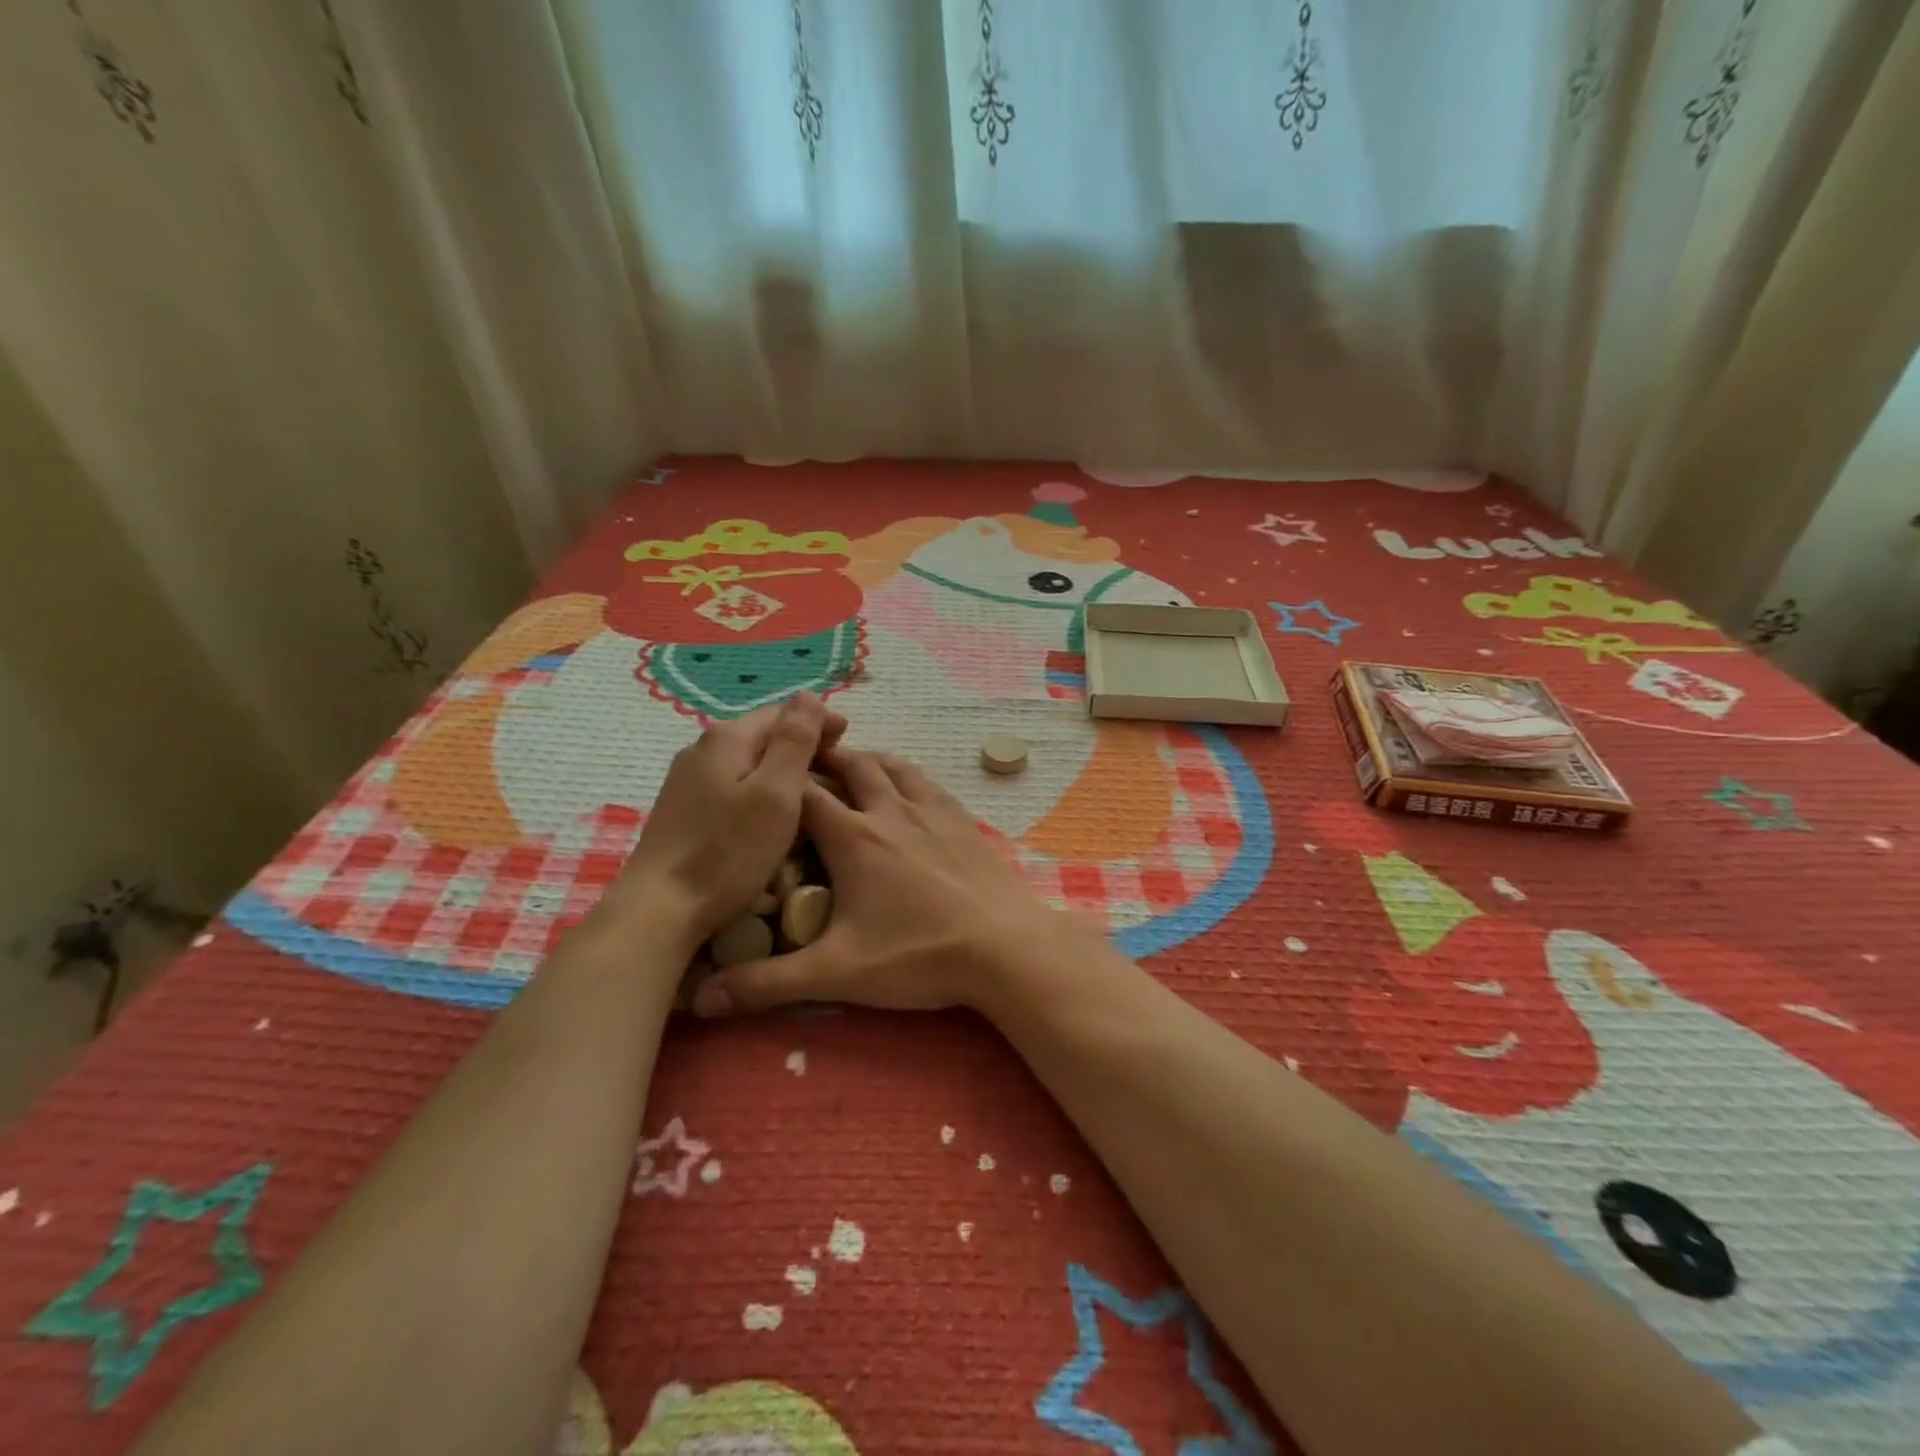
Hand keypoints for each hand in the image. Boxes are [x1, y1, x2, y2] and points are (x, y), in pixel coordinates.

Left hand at [608, 692, 844, 945]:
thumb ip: (794, 741)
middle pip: (761, 734)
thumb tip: (809, 695)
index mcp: (727, 738)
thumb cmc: (728, 851)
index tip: (848, 736)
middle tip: (836, 764)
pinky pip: (731, 784)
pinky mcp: (682, 810)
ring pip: (746, 760)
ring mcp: (687, 781)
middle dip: (800, 742)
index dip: (817, 720)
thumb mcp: (776, 792)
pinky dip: (758, 788)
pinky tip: (770, 811)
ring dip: (780, 766)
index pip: (782, 712)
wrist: (661, 909)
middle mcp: (702, 749)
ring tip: (810, 788)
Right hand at [690, 746, 1091, 1016]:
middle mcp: (890, 810)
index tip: (761, 780)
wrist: (1004, 947)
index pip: (804, 793)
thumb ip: (766, 984)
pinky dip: (905, 773)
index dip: (780, 782)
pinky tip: (907, 786)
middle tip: (802, 761)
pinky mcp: (961, 819)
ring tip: (849, 762)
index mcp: (853, 837)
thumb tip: (702, 999)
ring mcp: (931, 810)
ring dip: (865, 758)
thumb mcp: (836, 974)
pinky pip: (926, 781)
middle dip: (823, 758)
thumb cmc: (918, 956)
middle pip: (850, 764)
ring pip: (892, 765)